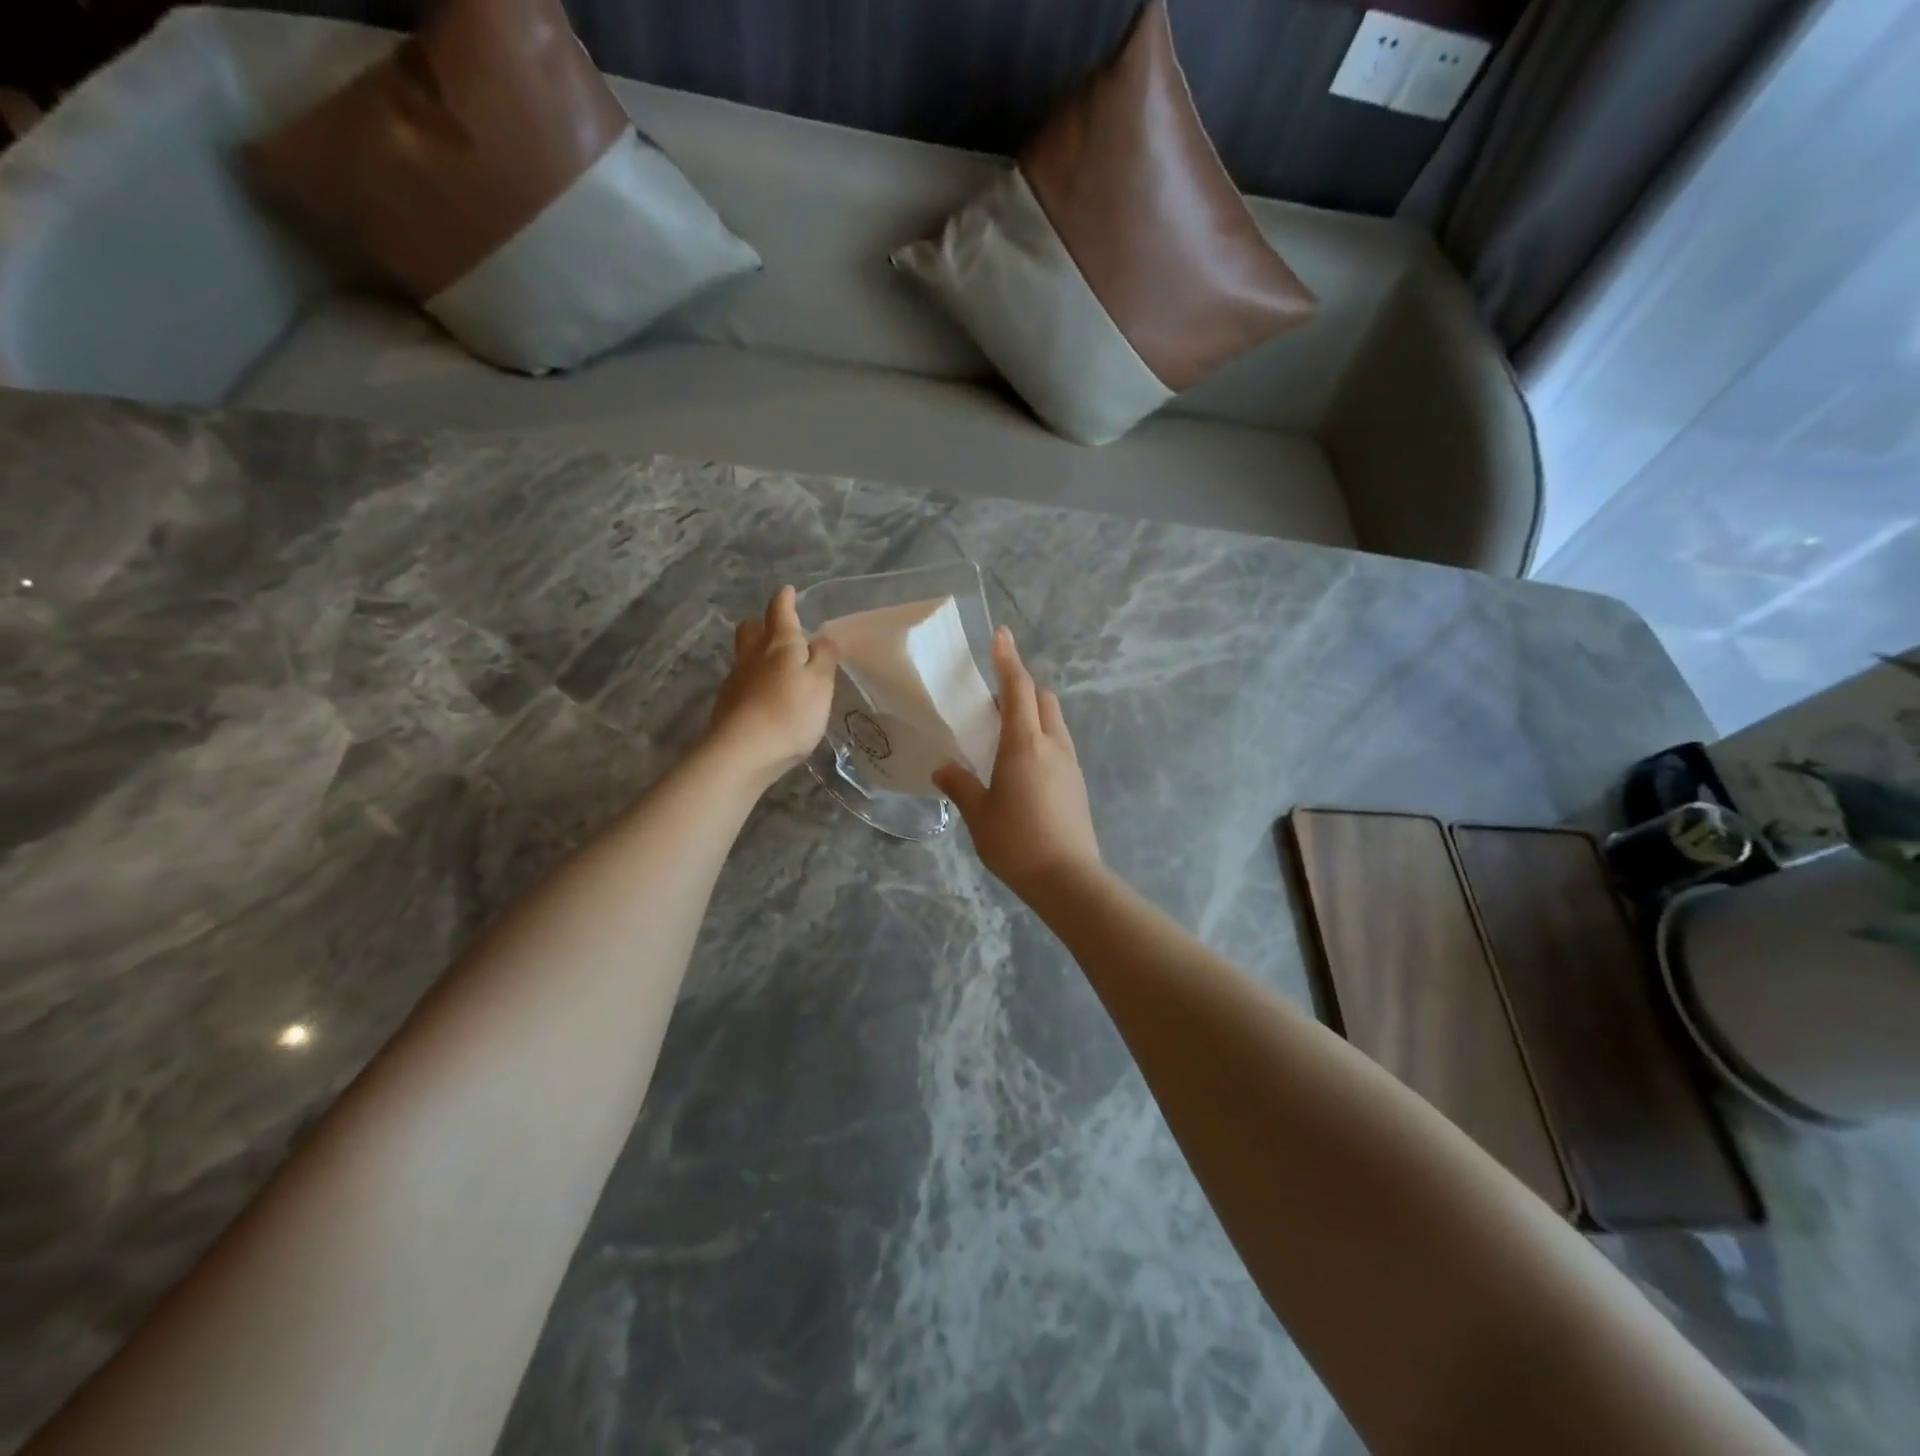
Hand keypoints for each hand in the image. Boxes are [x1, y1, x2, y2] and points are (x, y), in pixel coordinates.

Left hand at [706, 587, 837, 782]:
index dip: (785, 600)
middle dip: (763, 624)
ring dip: (757, 654)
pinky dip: (753, 682)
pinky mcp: (727, 706)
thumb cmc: (790, 713)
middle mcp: (753, 656)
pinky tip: (764, 698)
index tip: (787, 591)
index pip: (780, 612)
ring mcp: (736, 680)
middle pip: (751, 630)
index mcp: (780, 644)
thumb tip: (823, 638)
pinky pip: (741, 682)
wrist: (742, 753)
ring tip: (775, 667)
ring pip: (744, 655)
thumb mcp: (821, 684)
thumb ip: (824, 659)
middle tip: (777, 630)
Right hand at [933, 627, 1100, 894]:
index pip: (1018, 688)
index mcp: (1025, 745)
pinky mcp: (1077, 783)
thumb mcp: (979, 815)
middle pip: (1043, 699)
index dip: (1008, 659)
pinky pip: (1058, 745)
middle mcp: (1053, 745)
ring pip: (1055, 721)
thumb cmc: (1017, 843)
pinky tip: (1022, 767)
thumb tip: (944, 768)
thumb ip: (961, 785)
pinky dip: (1041, 739)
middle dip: (1022, 689)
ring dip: (1033, 715)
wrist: (1068, 879)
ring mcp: (1070, 764)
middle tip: (993, 702)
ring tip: (1005, 736)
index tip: (1001, 634)